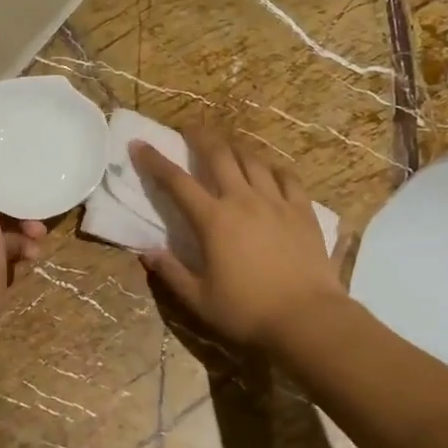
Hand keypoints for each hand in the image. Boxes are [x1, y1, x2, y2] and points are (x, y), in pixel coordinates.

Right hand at [130, 129, 343, 349]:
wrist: (308, 319)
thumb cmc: (247, 312)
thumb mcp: (199, 300)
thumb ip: (171, 273)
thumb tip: (145, 252)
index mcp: (213, 221)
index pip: (176, 182)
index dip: (155, 161)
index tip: (139, 144)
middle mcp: (243, 200)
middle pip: (218, 156)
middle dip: (200, 137)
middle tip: (190, 128)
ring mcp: (276, 202)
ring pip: (253, 161)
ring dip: (235, 148)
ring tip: (227, 145)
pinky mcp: (302, 211)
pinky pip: (287, 178)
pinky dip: (273, 168)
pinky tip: (270, 170)